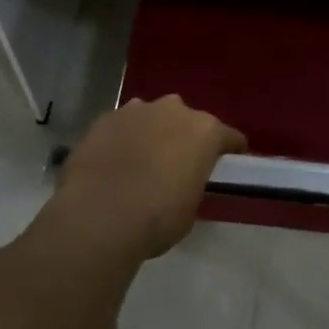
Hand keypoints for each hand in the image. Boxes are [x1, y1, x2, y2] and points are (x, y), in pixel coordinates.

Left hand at [53, 96, 246, 262]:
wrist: (98, 216)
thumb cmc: (156, 218)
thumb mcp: (190, 208)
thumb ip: (192, 184)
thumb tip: (182, 182)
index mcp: (205, 132)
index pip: (229, 137)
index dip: (230, 150)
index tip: (227, 163)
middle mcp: (175, 111)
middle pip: (188, 120)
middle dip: (185, 137)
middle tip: (177, 163)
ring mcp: (137, 110)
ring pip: (153, 117)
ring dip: (152, 132)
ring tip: (141, 160)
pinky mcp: (106, 118)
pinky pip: (123, 125)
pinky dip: (123, 138)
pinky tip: (114, 161)